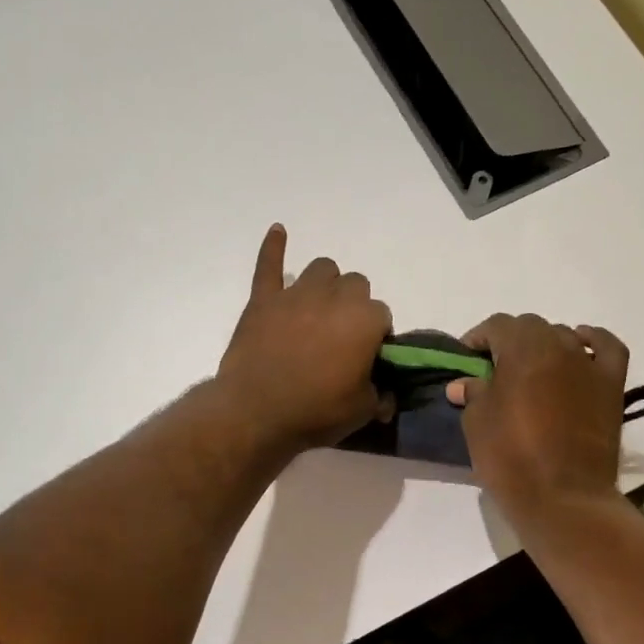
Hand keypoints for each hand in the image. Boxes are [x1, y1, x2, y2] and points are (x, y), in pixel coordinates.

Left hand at [216, 224, 392, 451]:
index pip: (383, 316)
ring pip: (322, 269)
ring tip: (320, 308)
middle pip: (355, 285)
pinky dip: (274, 248)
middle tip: (342, 336)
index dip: (377, 336)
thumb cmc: (316, 411)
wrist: (256, 412)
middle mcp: (334, 296)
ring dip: (326, 284)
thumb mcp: (362, 411)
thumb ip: (380, 396)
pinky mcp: (264, 299)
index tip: (368, 358)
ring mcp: (296, 294)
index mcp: (365, 319)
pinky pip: (269, 265)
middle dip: (354, 305)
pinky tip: (278, 232)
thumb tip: (387, 397)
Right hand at [446, 313, 629, 518]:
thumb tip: (464, 384)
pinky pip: (607, 349)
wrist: (563, 498)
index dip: (478, 338)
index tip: (467, 359)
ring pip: (564, 336)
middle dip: (510, 341)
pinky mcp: (612, 386)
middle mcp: (559, 346)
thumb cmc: (511, 458)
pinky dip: (593, 342)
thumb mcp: (476, 424)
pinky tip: (581, 347)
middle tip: (495, 368)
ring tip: (531, 370)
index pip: (496, 326)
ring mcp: (589, 365)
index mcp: (522, 350)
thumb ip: (473, 394)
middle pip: (531, 327)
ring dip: (544, 346)